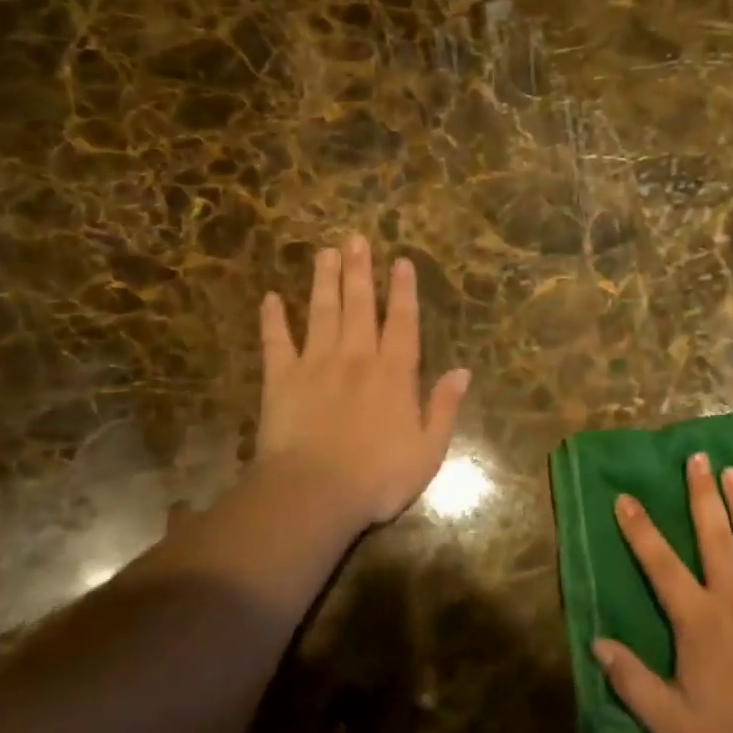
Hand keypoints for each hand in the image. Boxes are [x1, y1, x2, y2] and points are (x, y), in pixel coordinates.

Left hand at [256, 235, 470, 528]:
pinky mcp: (281, 380)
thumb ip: (444, 407)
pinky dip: (272, 320)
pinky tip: (270, 299)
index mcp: (394, 373)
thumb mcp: (428, 450)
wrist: (314, 494)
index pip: (402, 321)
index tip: (400, 261)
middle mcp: (356, 357)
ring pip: (322, 312)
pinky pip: (276, 343)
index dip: (403, 290)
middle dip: (360, 271)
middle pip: (359, 305)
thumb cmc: (377, 477)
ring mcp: (316, 364)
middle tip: (356, 239)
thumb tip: (463, 371)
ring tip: (325, 252)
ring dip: (324, 281)